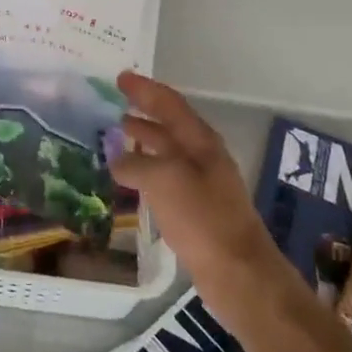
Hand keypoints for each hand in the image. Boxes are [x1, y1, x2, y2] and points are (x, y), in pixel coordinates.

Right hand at [114, 71, 277, 295]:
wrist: (238, 273)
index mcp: (200, 141)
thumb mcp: (164, 181)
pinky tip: (129, 178)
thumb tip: (116, 159)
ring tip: (115, 135)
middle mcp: (202, 156)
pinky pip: (165, 177)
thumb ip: (136, 164)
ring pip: (167, 151)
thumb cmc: (203, 219)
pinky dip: (145, 169)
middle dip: (143, 111)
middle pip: (169, 125)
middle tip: (113, 104)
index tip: (120, 78)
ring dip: (143, 139)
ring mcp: (201, 183)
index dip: (145, 89)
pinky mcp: (196, 209)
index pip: (169, 104)